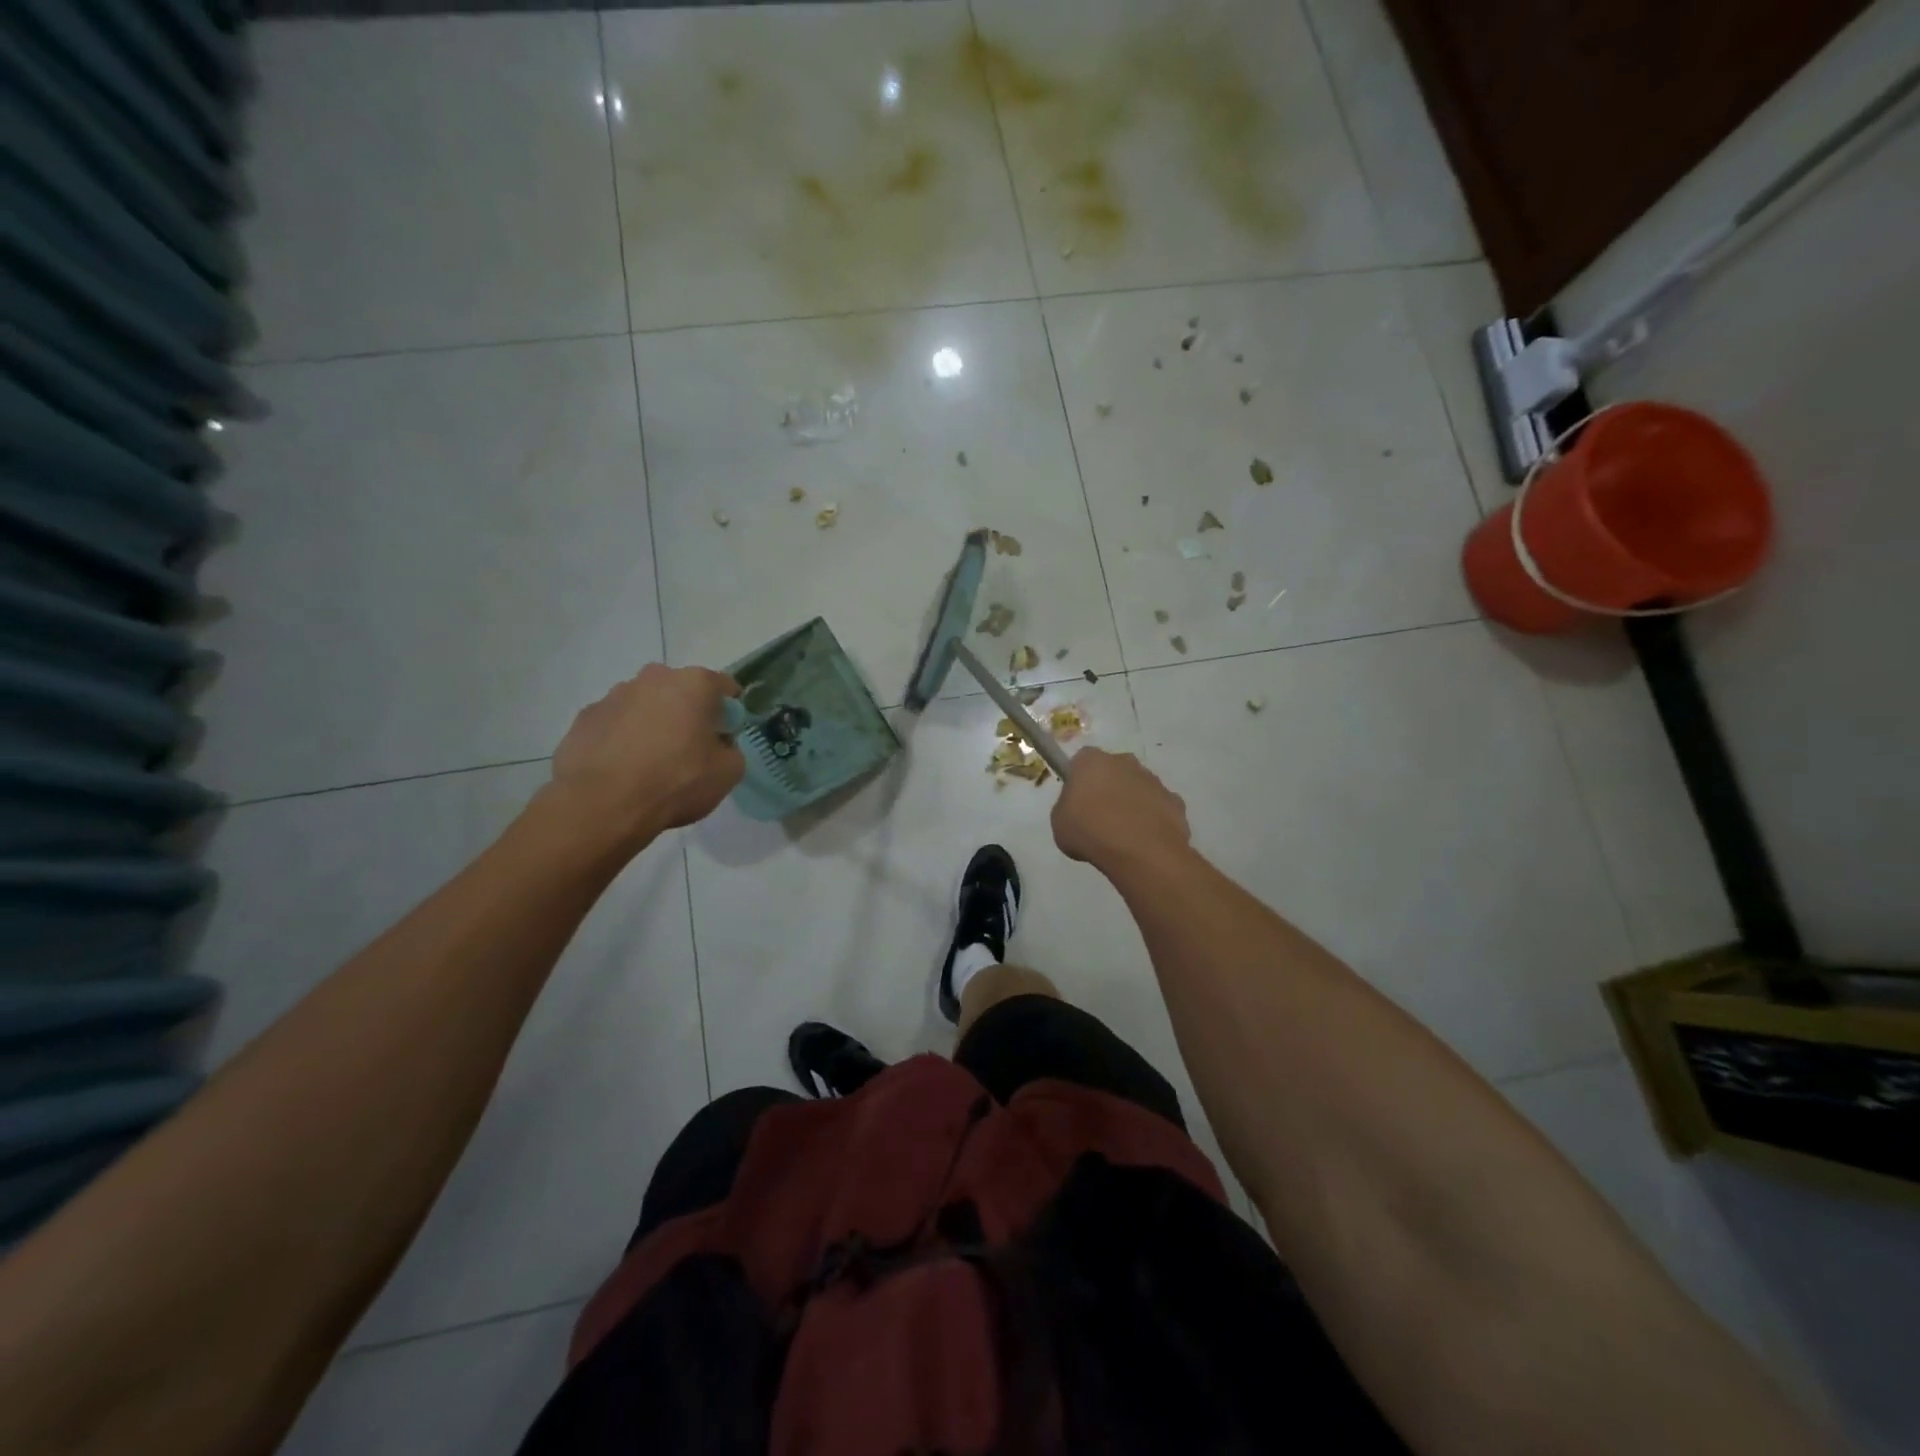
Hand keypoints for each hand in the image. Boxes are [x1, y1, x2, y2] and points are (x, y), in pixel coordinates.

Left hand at [548, 664, 744, 846]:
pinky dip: (621, 739)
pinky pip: (614, 724)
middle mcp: (653, 678)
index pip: (724, 686)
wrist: (603, 805)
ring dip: (652, 724)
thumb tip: (717, 745)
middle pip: (680, 691)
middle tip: (688, 751)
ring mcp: (613, 695)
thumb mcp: (729, 773)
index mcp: (694, 684)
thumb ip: (730, 749)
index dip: (729, 713)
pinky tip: (622, 769)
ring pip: (644, 705)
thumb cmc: (675, 782)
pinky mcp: (585, 717)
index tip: (724, 737)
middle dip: (687, 714)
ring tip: (649, 764)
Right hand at [1051, 748, 1190, 870]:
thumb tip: (1078, 810)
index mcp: (1091, 761)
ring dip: (1132, 804)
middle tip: (1099, 818)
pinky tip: (1145, 842)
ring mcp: (1153, 780)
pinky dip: (1153, 820)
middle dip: (1108, 788)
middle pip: (1113, 770)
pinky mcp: (1175, 801)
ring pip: (1138, 788)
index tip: (1076, 802)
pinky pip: (1158, 808)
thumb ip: (1067, 808)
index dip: (1078, 781)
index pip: (1081, 761)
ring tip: (1123, 835)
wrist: (1139, 851)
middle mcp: (1124, 761)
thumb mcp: (1059, 823)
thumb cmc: (1090, 831)